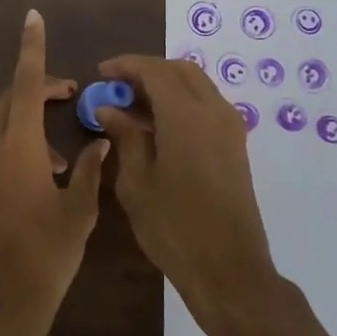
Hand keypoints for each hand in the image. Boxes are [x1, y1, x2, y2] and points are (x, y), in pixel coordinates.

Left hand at [0, 11, 108, 335]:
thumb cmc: (48, 256)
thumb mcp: (81, 212)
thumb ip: (91, 169)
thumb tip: (100, 142)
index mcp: (18, 147)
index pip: (25, 84)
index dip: (32, 49)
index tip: (32, 18)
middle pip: (9, 103)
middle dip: (36, 92)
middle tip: (67, 98)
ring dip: (25, 130)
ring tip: (57, 161)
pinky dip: (7, 155)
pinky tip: (27, 186)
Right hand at [94, 55, 281, 328]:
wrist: (228, 269)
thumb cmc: (174, 227)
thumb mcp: (136, 182)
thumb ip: (124, 137)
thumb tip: (109, 108)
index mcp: (186, 116)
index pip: (155, 71)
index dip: (126, 66)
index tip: (101, 73)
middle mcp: (214, 111)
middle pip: (180, 71)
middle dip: (147, 71)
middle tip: (116, 87)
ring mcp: (230, 127)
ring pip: (197, 85)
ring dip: (165, 85)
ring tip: (132, 106)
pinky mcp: (236, 145)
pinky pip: (207, 105)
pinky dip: (181, 102)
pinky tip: (157, 126)